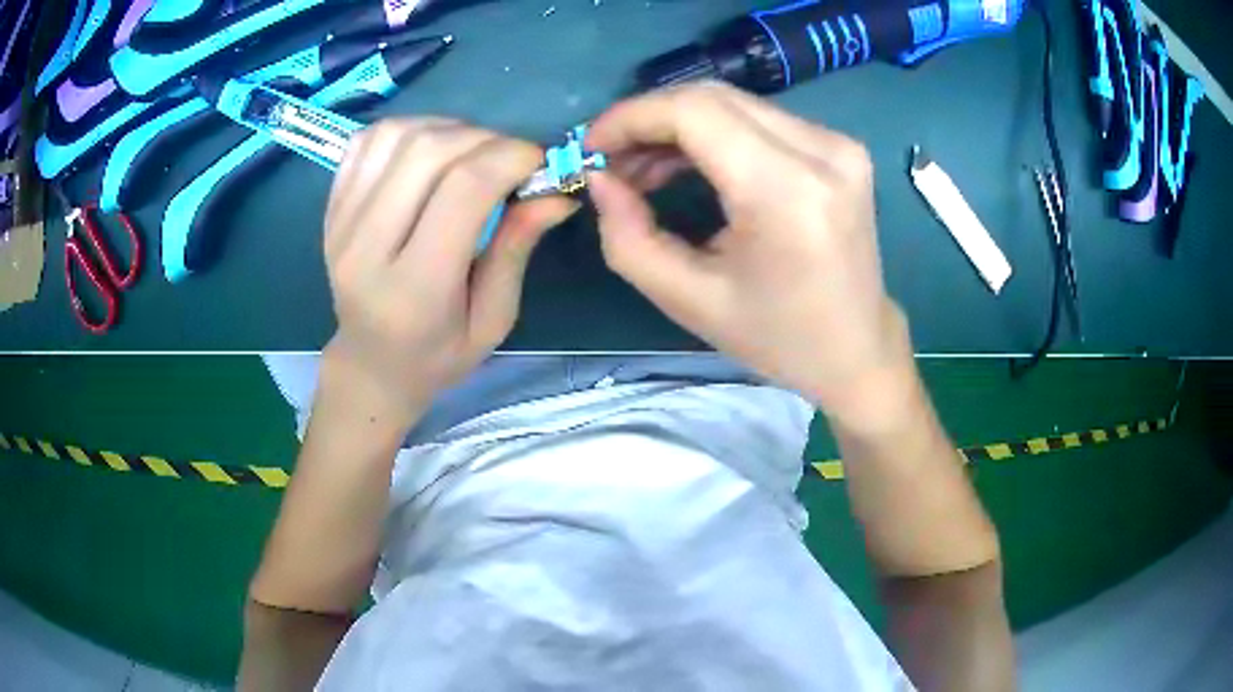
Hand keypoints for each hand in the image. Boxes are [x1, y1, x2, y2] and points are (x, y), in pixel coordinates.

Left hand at [323, 118, 574, 419]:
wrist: (370, 364)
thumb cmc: (438, 354)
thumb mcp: (493, 319)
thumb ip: (517, 249)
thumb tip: (556, 192)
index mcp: (414, 289)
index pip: (463, 190)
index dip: (510, 158)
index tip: (539, 161)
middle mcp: (366, 248)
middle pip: (427, 152)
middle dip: (484, 139)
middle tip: (509, 158)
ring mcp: (341, 222)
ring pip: (396, 136)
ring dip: (447, 129)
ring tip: (471, 152)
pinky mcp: (330, 207)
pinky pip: (369, 140)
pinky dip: (408, 130)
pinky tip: (430, 152)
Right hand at [587, 83, 915, 426]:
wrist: (857, 348)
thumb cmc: (776, 337)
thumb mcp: (686, 300)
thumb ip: (627, 237)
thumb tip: (600, 179)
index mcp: (787, 193)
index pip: (695, 111)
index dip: (632, 117)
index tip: (593, 148)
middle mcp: (822, 152)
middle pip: (712, 97)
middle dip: (650, 121)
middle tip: (615, 164)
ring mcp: (838, 144)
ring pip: (733, 103)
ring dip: (678, 127)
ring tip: (645, 172)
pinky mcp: (840, 147)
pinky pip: (759, 119)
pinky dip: (713, 134)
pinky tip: (690, 165)